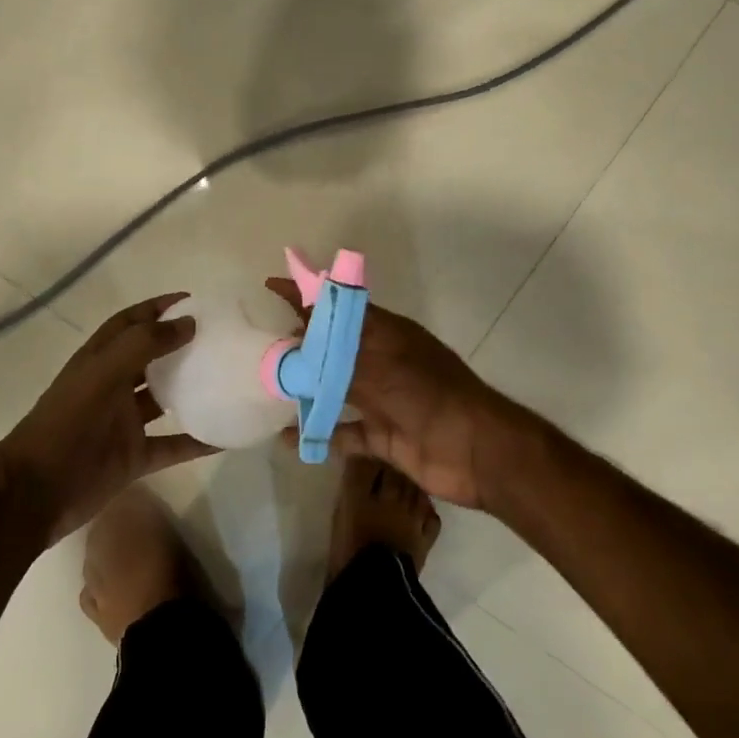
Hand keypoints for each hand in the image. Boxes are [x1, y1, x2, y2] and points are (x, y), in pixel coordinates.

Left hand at [0, 293, 213, 539]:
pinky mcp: (134, 458)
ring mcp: (123, 424)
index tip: (195, 301)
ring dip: (191, 390)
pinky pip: (173, 445)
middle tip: (220, 338)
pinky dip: (198, 441)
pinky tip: (228, 436)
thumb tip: (189, 323)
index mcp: (99, 360)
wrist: (35, 493)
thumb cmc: (66, 425)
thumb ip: (144, 345)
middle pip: (151, 358)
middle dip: (180, 345)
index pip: (131, 323)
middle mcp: (112, 387)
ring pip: (164, 400)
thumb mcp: (102, 374)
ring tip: (228, 378)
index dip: (158, 308)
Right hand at [267, 278, 527, 509]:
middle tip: (260, 346)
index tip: (271, 286)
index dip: (306, 295)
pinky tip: (288, 440)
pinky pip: (344, 433)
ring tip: (268, 389)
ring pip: (335, 389)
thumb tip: (296, 343)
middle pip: (333, 349)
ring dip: (307, 390)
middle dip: (300, 346)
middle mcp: (381, 361)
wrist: (478, 451)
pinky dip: (319, 435)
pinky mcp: (383, 436)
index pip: (337, 306)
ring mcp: (382, 399)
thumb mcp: (380, 368)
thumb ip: (336, 359)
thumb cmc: (430, 396)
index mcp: (385, 334)